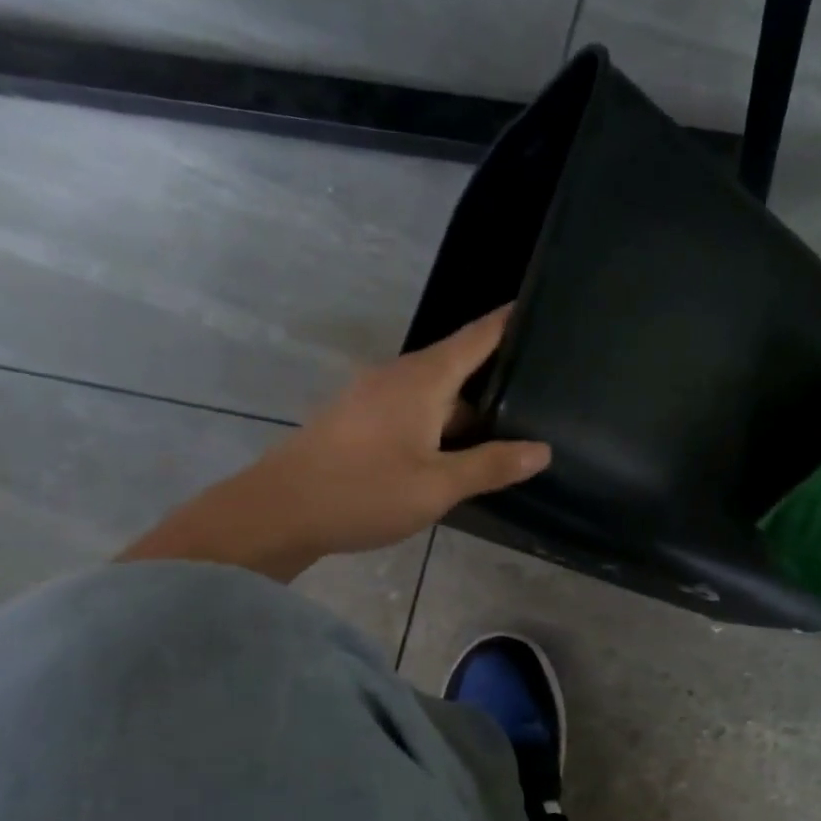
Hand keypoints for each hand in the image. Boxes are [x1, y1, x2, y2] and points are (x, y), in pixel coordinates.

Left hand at [270, 306, 551, 555]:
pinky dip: (438, 428)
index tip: (540, 308)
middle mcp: (397, 377)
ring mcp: (373, 398)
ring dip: (465, 414)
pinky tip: (453, 459)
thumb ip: (491, 465)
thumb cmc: (364, 492)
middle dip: (496, 380)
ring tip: (506, 437)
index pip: (477, 336)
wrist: (277, 513)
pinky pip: (411, 414)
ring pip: (434, 397)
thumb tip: (542, 450)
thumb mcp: (438, 486)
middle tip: (540, 397)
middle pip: (458, 369)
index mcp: (422, 379)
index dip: (509, 322)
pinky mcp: (358, 421)